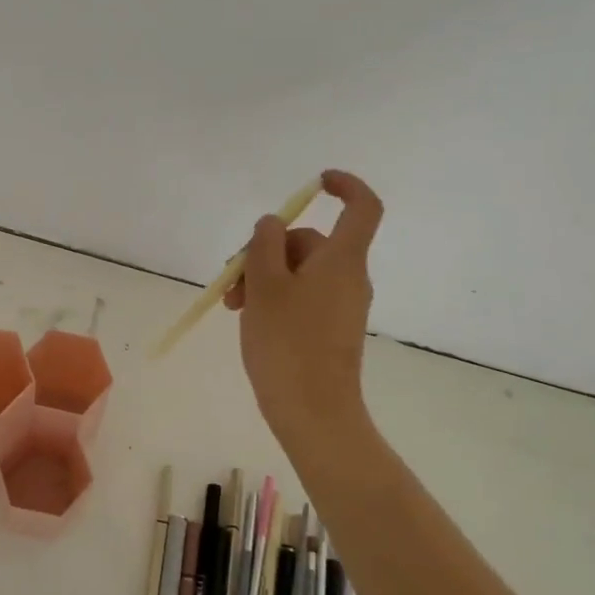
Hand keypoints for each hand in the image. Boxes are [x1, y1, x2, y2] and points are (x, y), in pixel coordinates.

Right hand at [224, 169, 382, 448]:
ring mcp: (342, 306)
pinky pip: (303, 298)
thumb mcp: (265, 286)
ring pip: (300, 273)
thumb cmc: (287, 343)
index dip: (345, 186)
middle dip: (267, 251)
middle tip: (232, 279)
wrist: (313, 412)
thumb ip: (264, 245)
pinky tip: (248, 319)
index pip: (362, 207)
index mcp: (342, 260)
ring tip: (232, 305)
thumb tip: (272, 223)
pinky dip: (276, 299)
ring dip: (263, 278)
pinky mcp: (331, 331)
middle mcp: (349, 278)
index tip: (316, 182)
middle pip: (311, 243)